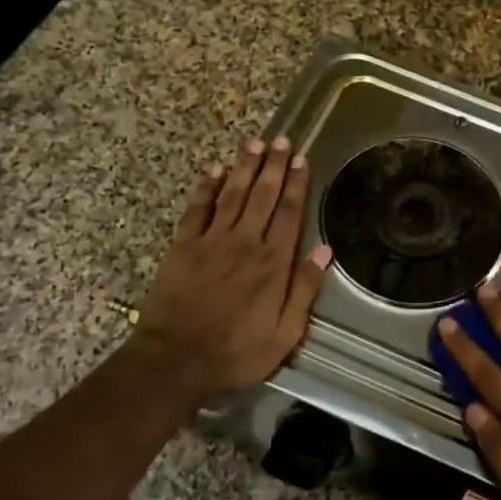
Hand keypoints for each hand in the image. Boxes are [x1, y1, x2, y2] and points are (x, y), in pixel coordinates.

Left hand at [136, 135, 332, 400]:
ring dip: (244, 167)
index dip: (296, 185)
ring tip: (255, 143)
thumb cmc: (236, 352)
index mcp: (272, 263)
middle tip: (281, 139)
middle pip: (262, 195)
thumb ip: (304, 290)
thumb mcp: (285, 333)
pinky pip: (197, 209)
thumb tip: (324, 251)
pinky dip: (207, 188)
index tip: (301, 160)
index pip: (288, 213)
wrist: (176, 360)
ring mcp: (211, 241)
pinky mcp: (183, 246)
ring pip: (232, 194)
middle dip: (273, 165)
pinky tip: (215, 171)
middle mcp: (244, 243)